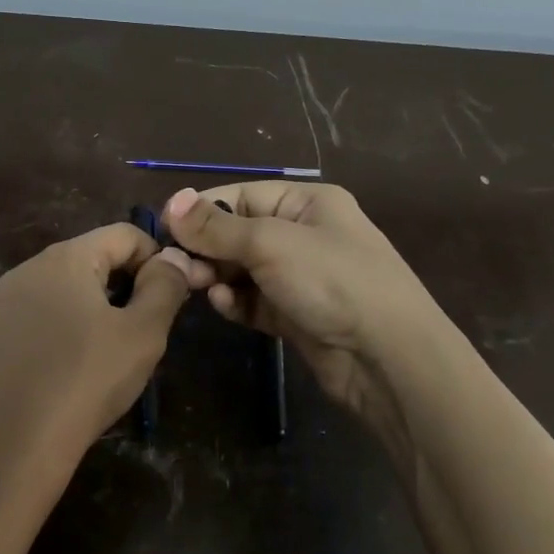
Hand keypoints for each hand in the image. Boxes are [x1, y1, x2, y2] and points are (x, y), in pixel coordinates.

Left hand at [0, 224, 201, 508]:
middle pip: (92, 260)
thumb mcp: (142, 334)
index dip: (158, 259)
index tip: (173, 299)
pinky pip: (38, 322)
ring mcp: (1, 305)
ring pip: (64, 293)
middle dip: (126, 287)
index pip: (125, 234)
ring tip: (110, 358)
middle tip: (145, 333)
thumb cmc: (83, 382)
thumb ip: (165, 287)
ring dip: (96, 312)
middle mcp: (27, 270)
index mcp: (64, 258)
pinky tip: (69, 377)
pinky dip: (63, 335)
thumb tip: (174, 257)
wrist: (4, 448)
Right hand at [162, 183, 455, 447]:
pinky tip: (226, 306)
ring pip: (243, 269)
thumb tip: (171, 201)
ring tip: (201, 287)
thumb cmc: (331, 281)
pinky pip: (255, 300)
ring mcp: (302, 277)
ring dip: (219, 276)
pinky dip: (238, 301)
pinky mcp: (297, 314)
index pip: (241, 196)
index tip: (165, 229)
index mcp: (307, 203)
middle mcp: (304, 234)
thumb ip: (216, 227)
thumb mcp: (269, 243)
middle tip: (180, 268)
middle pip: (239, 233)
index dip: (202, 210)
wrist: (388, 357)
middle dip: (207, 248)